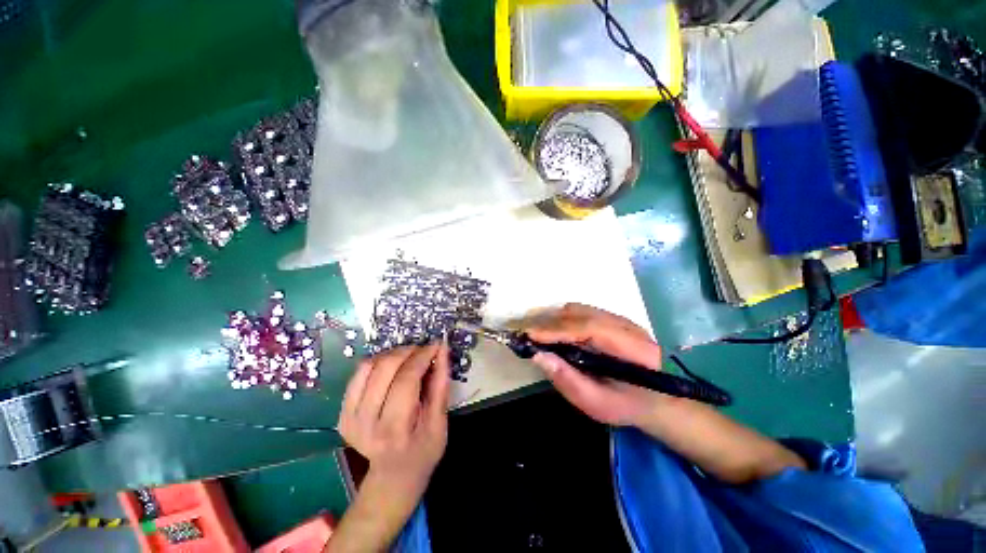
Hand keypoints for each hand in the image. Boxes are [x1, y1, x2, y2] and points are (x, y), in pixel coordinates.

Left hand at [338, 342, 450, 502]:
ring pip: (369, 366)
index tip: (435, 345)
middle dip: (408, 351)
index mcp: (395, 429)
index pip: (406, 380)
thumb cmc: (424, 450)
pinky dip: (378, 362)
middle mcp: (366, 423)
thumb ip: (441, 382)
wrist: (393, 477)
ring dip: (393, 354)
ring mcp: (349, 418)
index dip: (422, 356)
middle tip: (423, 350)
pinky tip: (392, 366)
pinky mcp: (342, 413)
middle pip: (385, 369)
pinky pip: (358, 374)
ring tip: (409, 356)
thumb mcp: (440, 421)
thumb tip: (442, 349)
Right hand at [525, 303, 668, 426]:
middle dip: (551, 323)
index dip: (557, 330)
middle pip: (582, 314)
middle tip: (528, 336)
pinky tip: (555, 332)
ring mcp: (621, 319)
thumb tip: (538, 356)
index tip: (531, 336)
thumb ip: (568, 380)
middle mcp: (628, 326)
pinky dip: (563, 319)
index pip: (589, 329)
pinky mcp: (612, 318)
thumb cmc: (626, 406)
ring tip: (539, 335)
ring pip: (580, 310)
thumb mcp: (597, 404)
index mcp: (633, 349)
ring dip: (555, 320)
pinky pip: (581, 312)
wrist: (656, 399)